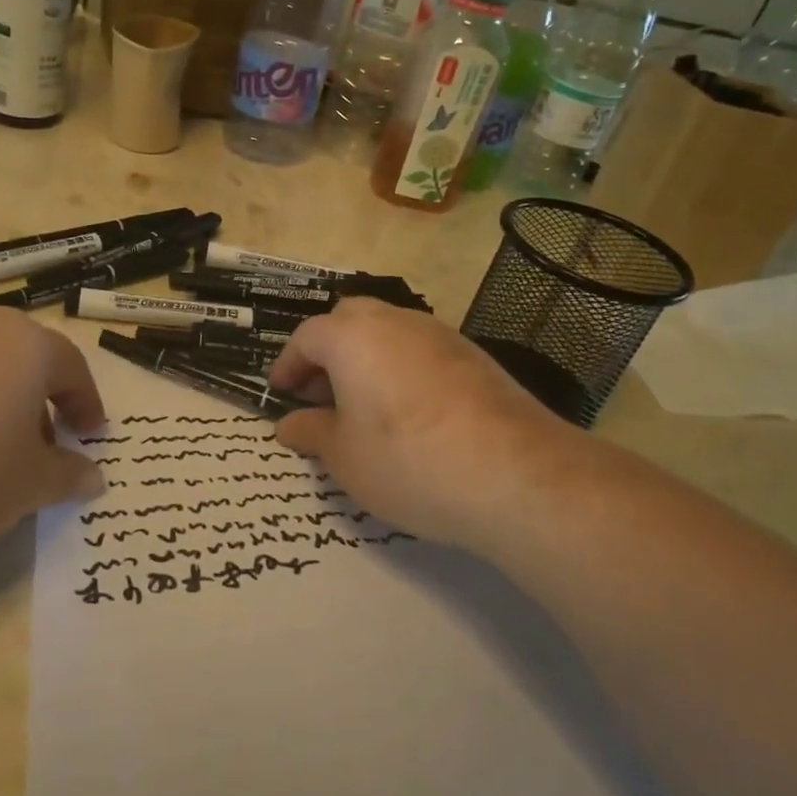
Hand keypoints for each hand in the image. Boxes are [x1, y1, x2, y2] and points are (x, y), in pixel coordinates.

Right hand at [268, 299, 592, 556]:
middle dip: (328, 352)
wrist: (515, 474)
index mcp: (353, 336)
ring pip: (389, 332)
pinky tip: (410, 413)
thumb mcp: (344, 457)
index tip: (281, 394)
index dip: (288, 365)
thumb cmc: (408, 461)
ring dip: (367, 358)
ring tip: (363, 406)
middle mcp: (395, 321)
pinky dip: (403, 370)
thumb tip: (289, 424)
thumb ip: (312, 432)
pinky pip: (422, 351)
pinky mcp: (476, 357)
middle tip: (321, 394)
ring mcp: (441, 335)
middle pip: (349, 321)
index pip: (306, 337)